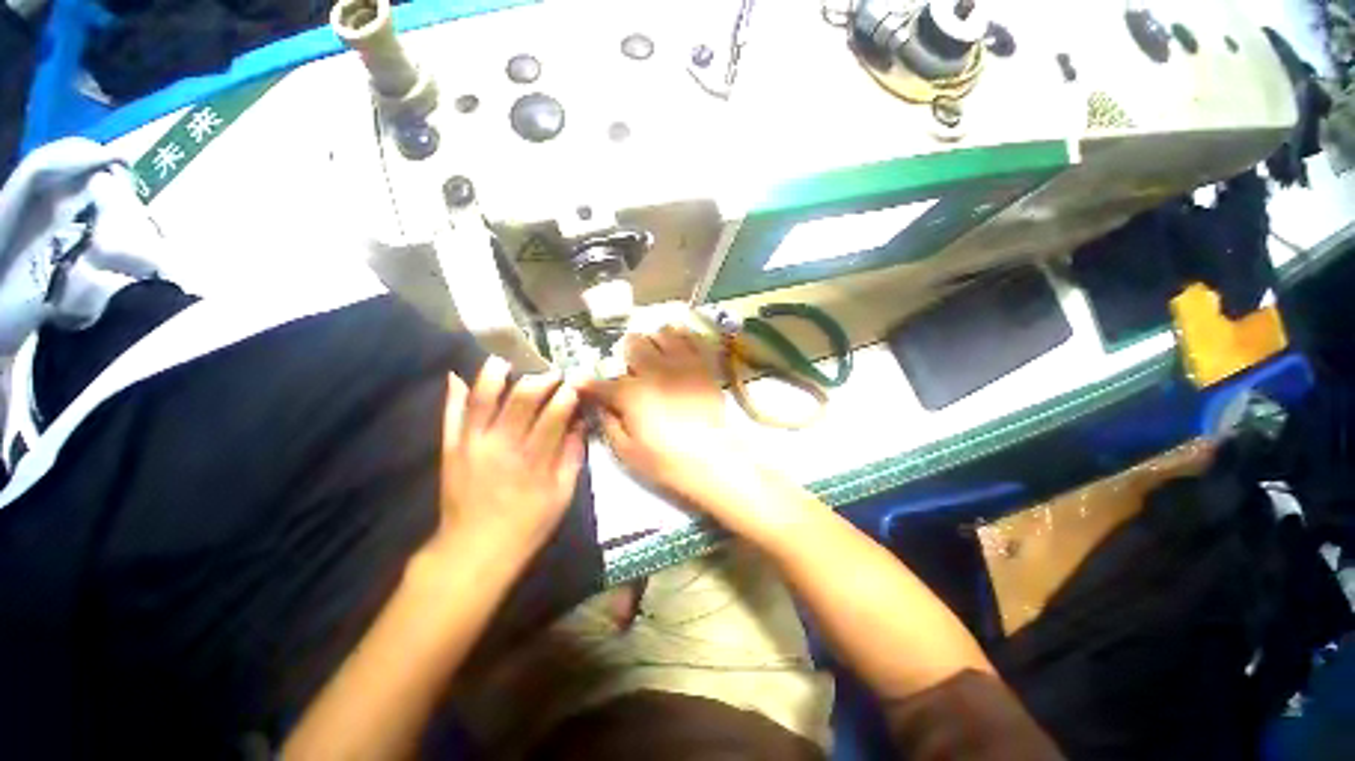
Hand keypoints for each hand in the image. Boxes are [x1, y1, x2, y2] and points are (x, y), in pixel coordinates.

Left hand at [435, 358, 584, 556]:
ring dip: (494, 376)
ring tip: (506, 360)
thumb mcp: (562, 495)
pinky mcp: (451, 450)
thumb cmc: (527, 524)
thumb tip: (579, 424)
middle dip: (538, 380)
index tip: (574, 383)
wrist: (475, 549)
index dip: (566, 396)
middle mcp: (503, 447)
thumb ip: (572, 456)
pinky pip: (450, 417)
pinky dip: (453, 394)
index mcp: (534, 461)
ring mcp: (472, 445)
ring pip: (482, 401)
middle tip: (550, 372)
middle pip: (520, 402)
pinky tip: (457, 374)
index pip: (552, 417)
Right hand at [581, 327, 757, 513]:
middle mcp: (654, 370)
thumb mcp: (627, 452)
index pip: (602, 382)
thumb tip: (598, 406)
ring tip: (656, 356)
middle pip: (633, 343)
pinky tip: (678, 346)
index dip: (589, 383)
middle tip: (631, 368)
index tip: (583, 383)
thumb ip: (608, 423)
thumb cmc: (667, 461)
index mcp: (631, 393)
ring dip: (653, 342)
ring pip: (661, 333)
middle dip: (626, 353)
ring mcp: (682, 363)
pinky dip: (681, 336)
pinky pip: (691, 338)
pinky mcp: (703, 364)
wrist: (714, 460)